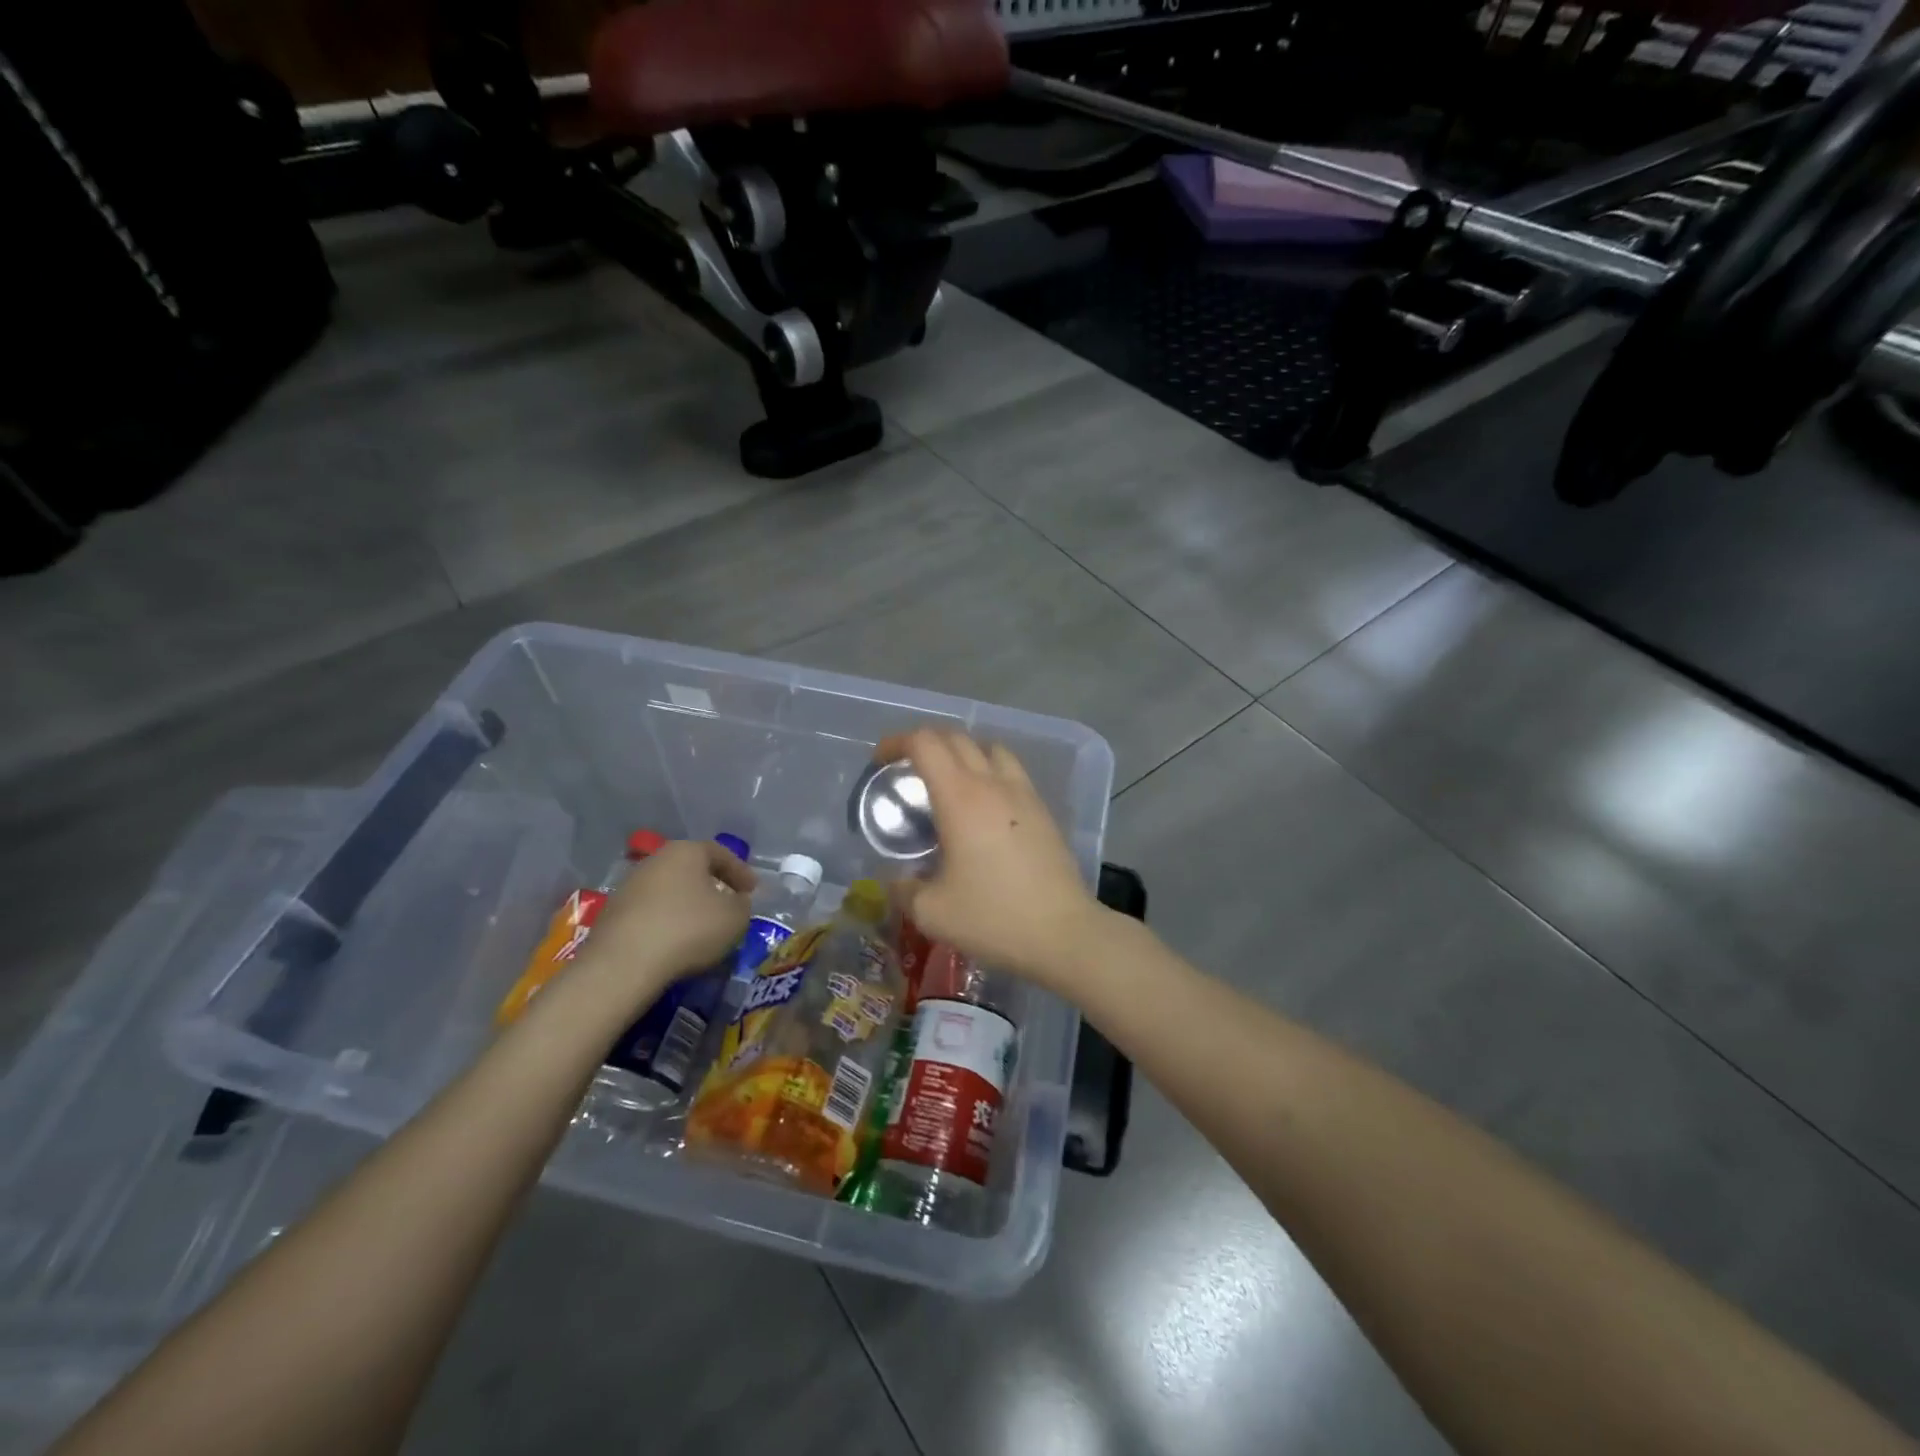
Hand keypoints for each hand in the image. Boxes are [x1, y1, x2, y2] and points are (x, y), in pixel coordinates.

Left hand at [574, 840, 755, 1000]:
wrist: (623, 964)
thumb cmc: (688, 929)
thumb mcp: (735, 918)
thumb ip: (742, 905)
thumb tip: (736, 902)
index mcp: (686, 851)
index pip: (721, 854)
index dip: (741, 872)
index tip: (753, 891)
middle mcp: (655, 860)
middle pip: (691, 869)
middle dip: (712, 885)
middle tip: (728, 904)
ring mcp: (630, 886)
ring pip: (669, 890)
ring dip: (687, 904)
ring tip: (702, 926)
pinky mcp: (612, 914)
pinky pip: (650, 912)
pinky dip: (667, 921)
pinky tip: (675, 941)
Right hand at [875, 729, 1106, 987]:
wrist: (1063, 933)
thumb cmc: (993, 918)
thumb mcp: (931, 912)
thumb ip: (903, 889)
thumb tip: (897, 880)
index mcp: (960, 797)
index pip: (925, 743)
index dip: (897, 742)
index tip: (880, 762)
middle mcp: (992, 784)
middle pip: (956, 737)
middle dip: (925, 743)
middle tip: (907, 770)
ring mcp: (1023, 794)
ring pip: (989, 748)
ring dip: (962, 752)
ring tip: (948, 781)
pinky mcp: (1043, 810)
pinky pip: (1011, 771)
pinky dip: (989, 771)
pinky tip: (983, 807)